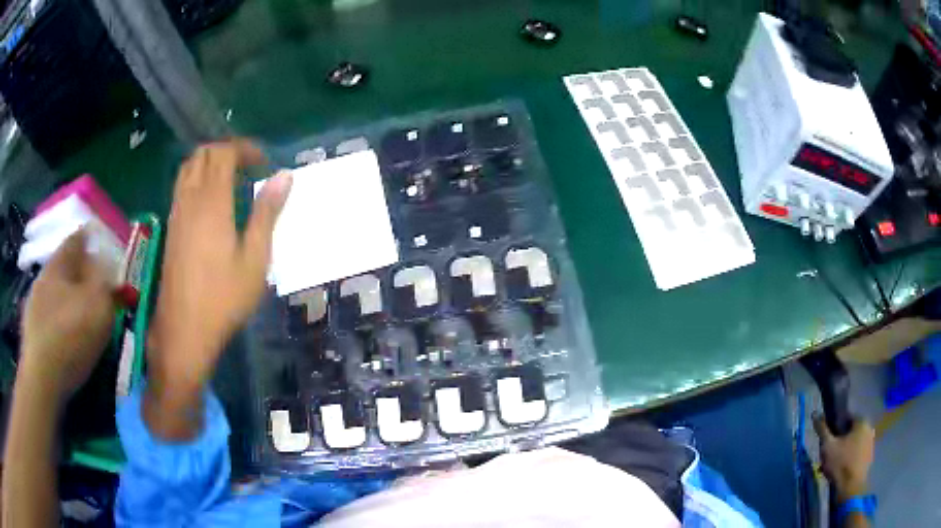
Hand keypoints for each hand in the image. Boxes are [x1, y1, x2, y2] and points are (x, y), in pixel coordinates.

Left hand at [20, 230, 115, 401]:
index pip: (78, 238)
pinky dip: (57, 320)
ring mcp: (33, 303)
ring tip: (79, 317)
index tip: (104, 247)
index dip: (92, 239)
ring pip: (54, 292)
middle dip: (79, 273)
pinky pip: (47, 316)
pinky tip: (64, 337)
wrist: (41, 379)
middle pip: (64, 266)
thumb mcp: (98, 305)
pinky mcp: (30, 331)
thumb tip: (107, 266)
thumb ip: (106, 280)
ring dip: (67, 298)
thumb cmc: (70, 336)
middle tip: (95, 287)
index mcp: (59, 262)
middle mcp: (44, 275)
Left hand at [146, 140, 290, 438]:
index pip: (224, 153)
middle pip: (203, 154)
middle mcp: (190, 200)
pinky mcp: (171, 228)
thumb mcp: (255, 259)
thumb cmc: (223, 298)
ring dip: (209, 163)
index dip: (245, 149)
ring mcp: (176, 213)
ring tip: (231, 179)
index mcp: (212, 203)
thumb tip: (285, 176)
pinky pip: (181, 187)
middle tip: (249, 167)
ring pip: (188, 168)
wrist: (184, 329)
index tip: (264, 163)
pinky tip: (211, 202)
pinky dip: (197, 179)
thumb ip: (267, 213)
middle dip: (227, 151)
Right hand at [813, 414, 874, 499]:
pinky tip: (839, 470)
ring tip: (831, 465)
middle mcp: (869, 428)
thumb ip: (822, 430)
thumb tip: (815, 413)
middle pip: (851, 432)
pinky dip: (848, 459)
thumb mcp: (828, 446)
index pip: (847, 418)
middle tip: (828, 454)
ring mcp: (870, 444)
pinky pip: (857, 454)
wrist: (850, 488)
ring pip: (854, 444)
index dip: (835, 427)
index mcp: (862, 421)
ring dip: (843, 452)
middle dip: (839, 442)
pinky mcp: (868, 458)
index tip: (827, 439)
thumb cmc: (840, 463)